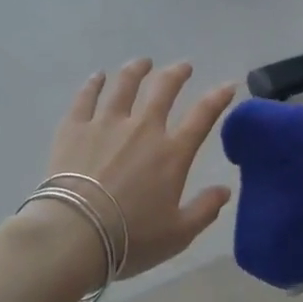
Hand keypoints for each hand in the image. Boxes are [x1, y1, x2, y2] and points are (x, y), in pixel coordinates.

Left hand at [37, 60, 237, 280]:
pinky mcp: (75, 127)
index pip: (203, 116)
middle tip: (183, 67)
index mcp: (172, 153)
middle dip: (177, 74)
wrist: (75, 233)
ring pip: (125, 85)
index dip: (218, 97)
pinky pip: (86, 97)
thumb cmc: (131, 238)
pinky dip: (94, 84)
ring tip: (142, 63)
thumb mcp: (178, 234)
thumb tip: (225, 190)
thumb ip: (204, 210)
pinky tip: (98, 77)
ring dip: (137, 70)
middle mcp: (143, 128)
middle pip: (164, 89)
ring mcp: (107, 123)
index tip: (228, 85)